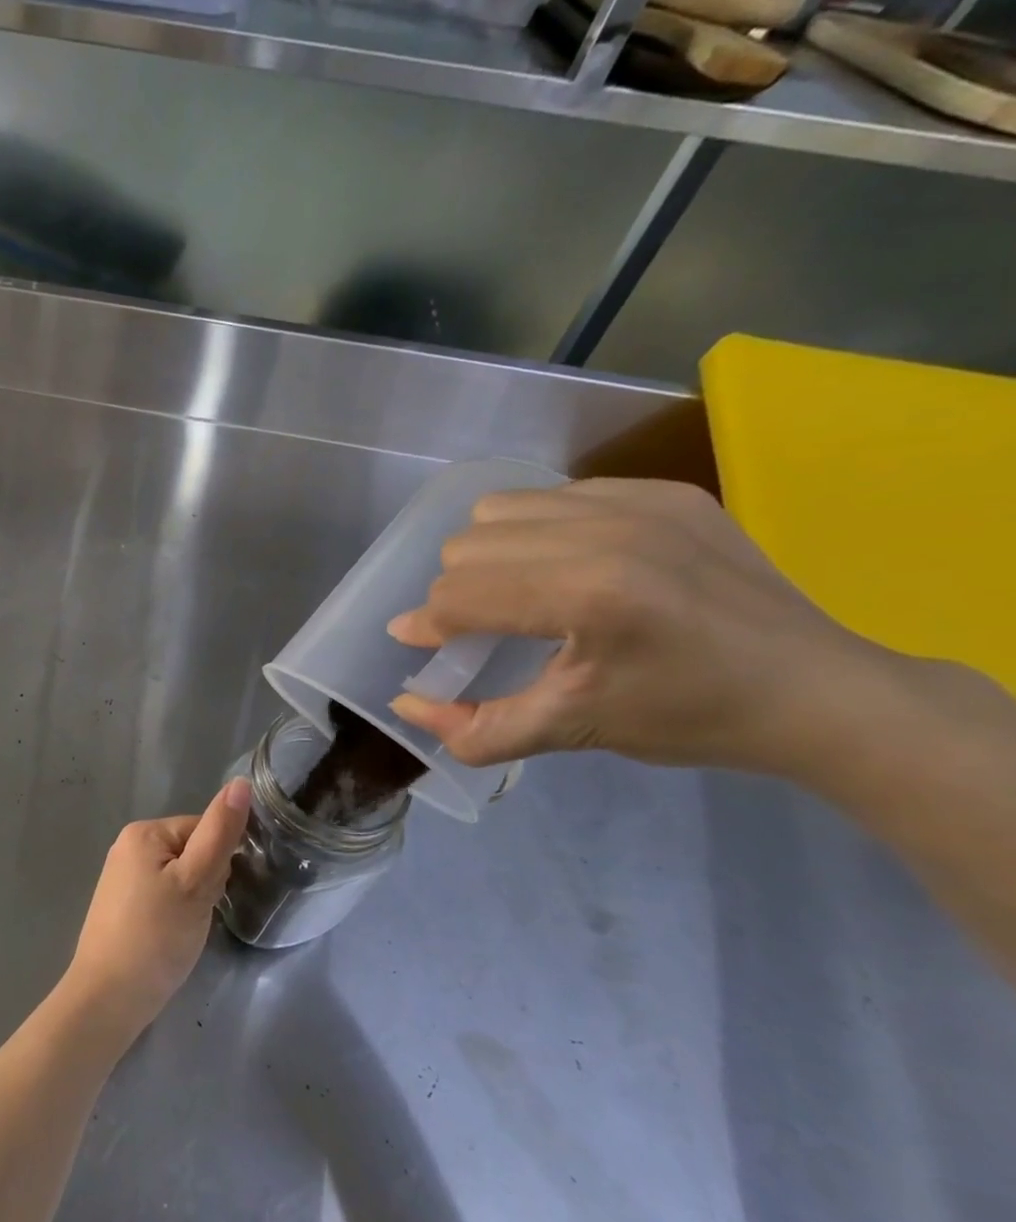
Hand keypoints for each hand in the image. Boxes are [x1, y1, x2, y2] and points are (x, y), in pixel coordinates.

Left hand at [62, 780, 251, 1040]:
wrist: (109, 996)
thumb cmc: (157, 935)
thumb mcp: (197, 882)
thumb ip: (220, 832)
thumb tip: (240, 783)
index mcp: (144, 831)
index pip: (203, 829)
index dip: (219, 863)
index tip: (214, 894)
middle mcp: (128, 845)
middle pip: (191, 851)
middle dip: (206, 882)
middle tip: (198, 916)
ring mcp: (121, 876)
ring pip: (180, 877)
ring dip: (193, 900)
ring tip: (184, 930)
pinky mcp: (121, 905)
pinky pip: (162, 895)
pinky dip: (174, 913)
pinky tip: (171, 937)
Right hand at [386, 478, 874, 775]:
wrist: (817, 690)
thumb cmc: (687, 718)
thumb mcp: (572, 732)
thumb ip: (475, 728)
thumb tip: (403, 706)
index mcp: (587, 596)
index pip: (459, 595)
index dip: (430, 626)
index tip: (426, 645)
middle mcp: (606, 532)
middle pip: (467, 547)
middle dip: (460, 593)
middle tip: (488, 628)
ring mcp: (637, 501)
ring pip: (499, 509)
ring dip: (491, 553)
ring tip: (525, 590)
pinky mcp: (662, 489)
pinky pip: (554, 493)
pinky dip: (540, 529)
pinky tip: (573, 565)